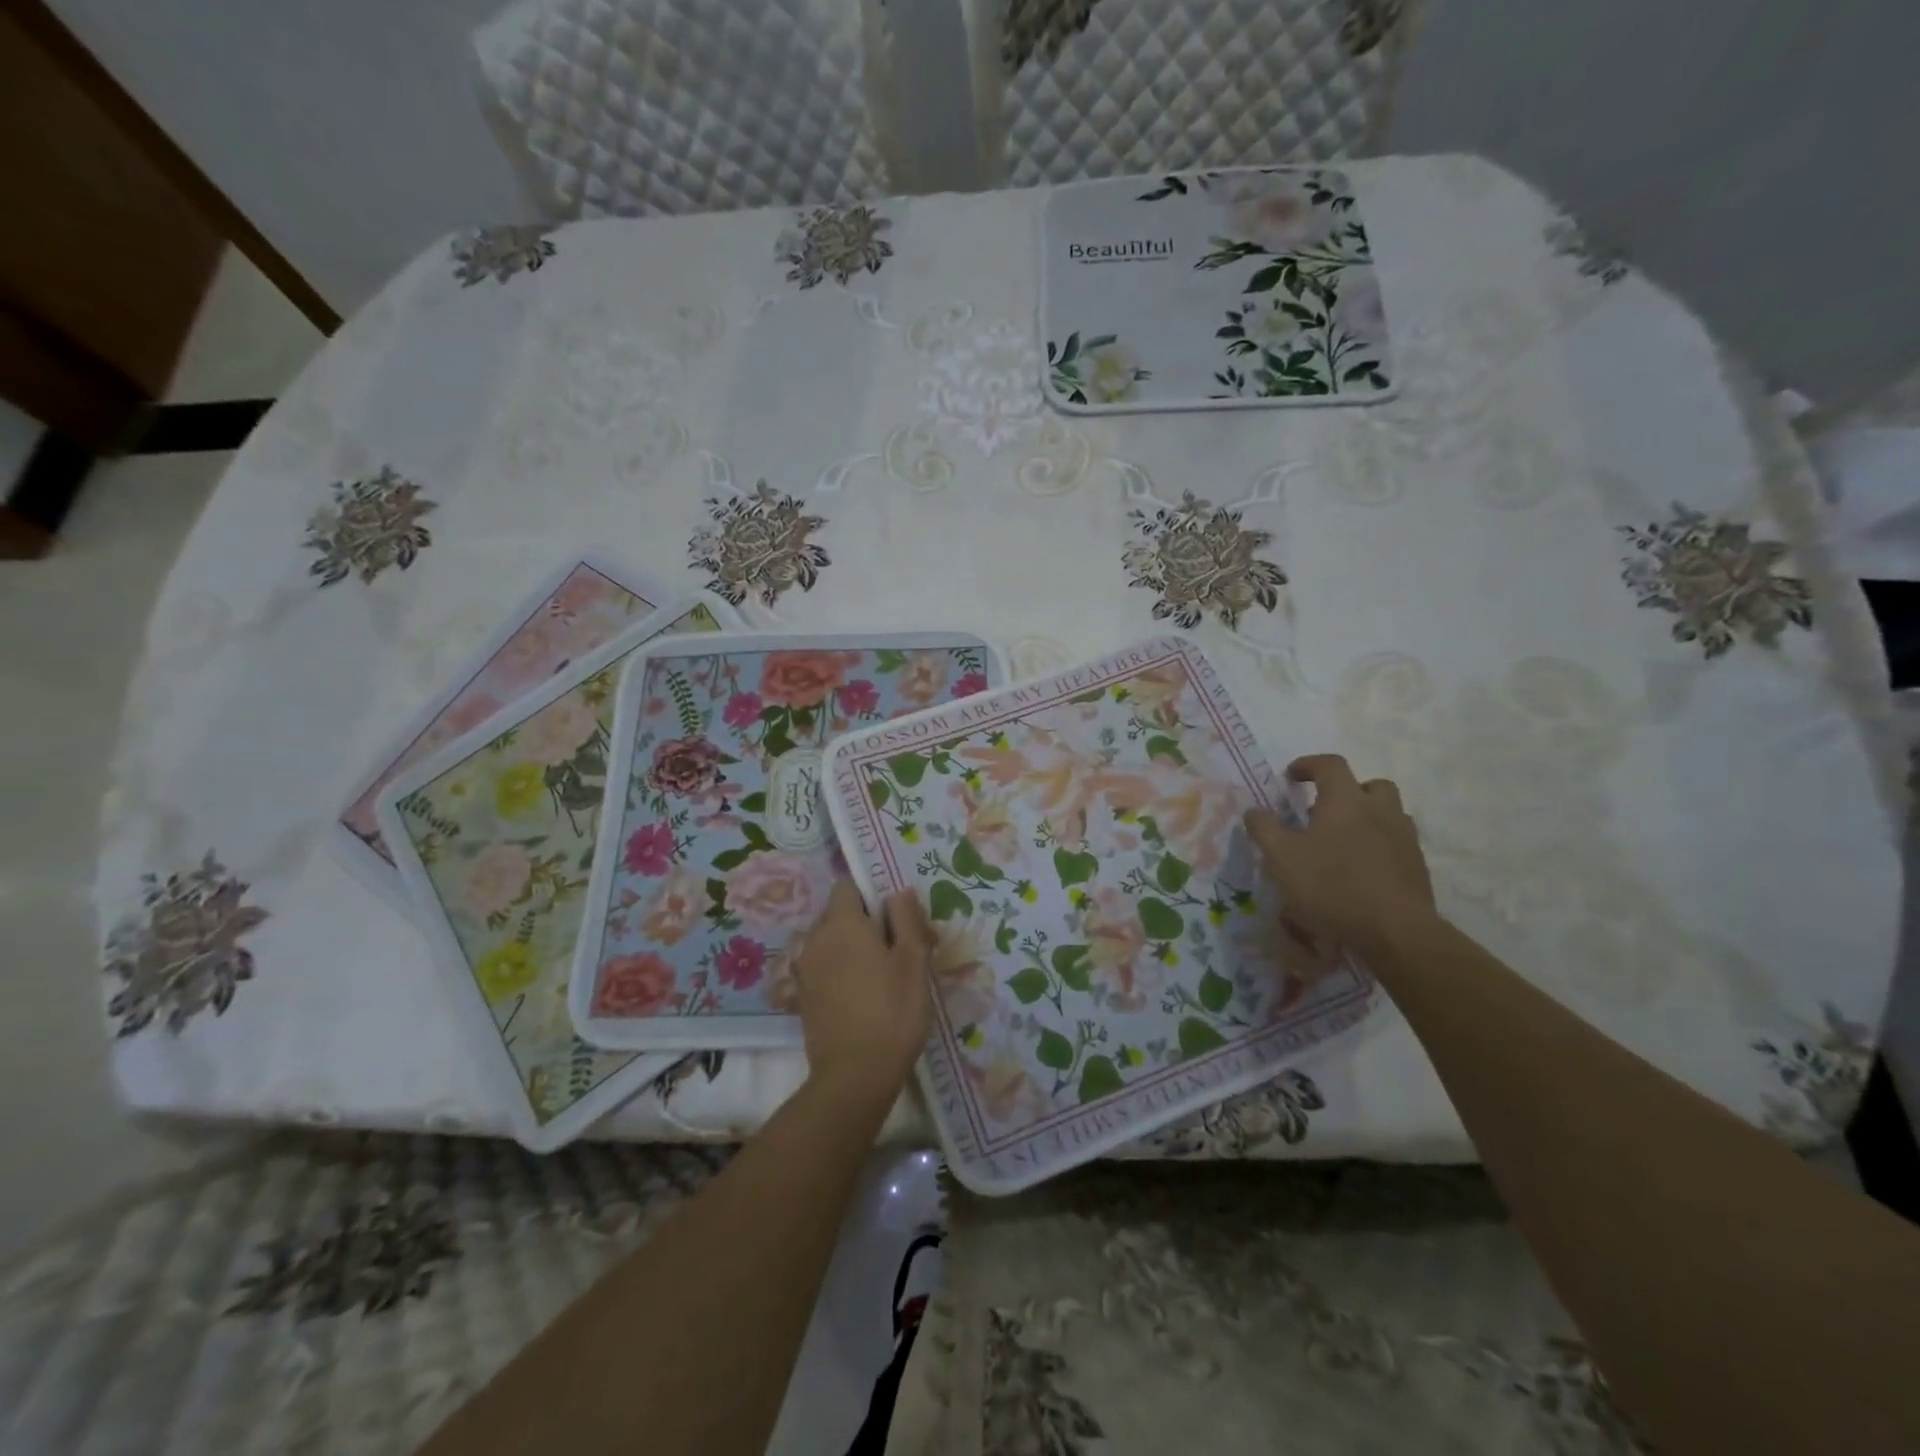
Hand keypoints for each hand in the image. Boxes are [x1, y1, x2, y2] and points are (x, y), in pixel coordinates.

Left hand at [793, 880, 933, 1110]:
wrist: (854, 1076)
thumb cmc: (892, 1012)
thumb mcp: (913, 960)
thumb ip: (906, 918)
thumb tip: (898, 891)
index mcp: (841, 923)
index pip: (847, 885)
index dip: (871, 892)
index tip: (895, 913)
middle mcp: (815, 939)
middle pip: (838, 913)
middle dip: (865, 921)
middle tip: (898, 946)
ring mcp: (804, 969)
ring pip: (830, 941)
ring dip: (852, 947)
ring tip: (883, 973)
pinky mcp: (802, 996)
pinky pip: (823, 967)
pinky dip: (840, 970)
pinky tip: (863, 994)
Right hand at [1245, 754, 1436, 956]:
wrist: (1394, 930)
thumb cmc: (1331, 886)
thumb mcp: (1281, 857)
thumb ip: (1264, 828)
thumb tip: (1254, 809)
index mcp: (1346, 801)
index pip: (1330, 765)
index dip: (1308, 764)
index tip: (1291, 776)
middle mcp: (1380, 810)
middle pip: (1371, 784)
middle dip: (1348, 789)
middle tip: (1326, 809)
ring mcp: (1404, 837)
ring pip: (1389, 812)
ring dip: (1368, 816)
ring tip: (1345, 839)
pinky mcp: (1417, 865)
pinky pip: (1397, 841)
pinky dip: (1380, 844)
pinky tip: (1363, 867)